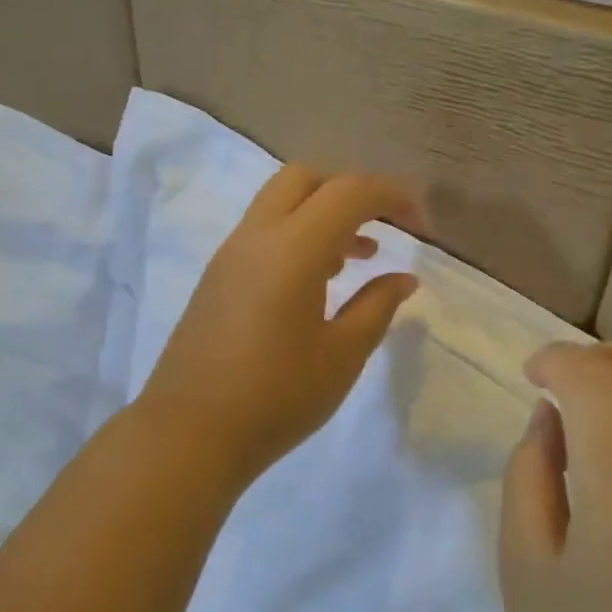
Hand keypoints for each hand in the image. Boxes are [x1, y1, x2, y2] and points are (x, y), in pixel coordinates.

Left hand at [135, 165, 423, 486]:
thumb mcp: (342, 356)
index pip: (349, 191)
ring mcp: (229, 255)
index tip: (422, 226)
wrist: (189, 433)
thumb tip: (403, 277)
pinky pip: (262, 232)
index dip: (393, 195)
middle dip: (351, 189)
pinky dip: (297, 234)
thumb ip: (377, 306)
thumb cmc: (276, 398)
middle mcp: (255, 237)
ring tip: (360, 255)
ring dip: (322, 212)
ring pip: (279, 202)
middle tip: (385, 226)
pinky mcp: (215, 277)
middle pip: (305, 178)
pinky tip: (319, 279)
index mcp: (291, 248)